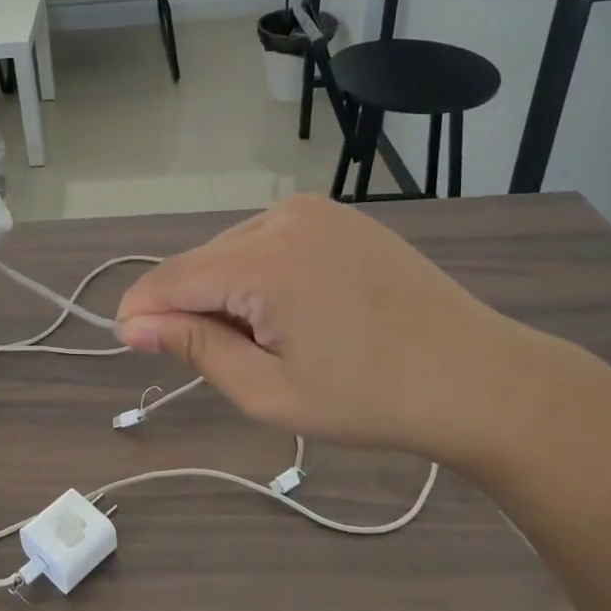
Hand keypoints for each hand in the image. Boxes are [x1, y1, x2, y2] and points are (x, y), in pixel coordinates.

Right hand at [114, 195, 562, 467]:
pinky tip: (295, 312)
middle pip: (201, 262)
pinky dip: (260, 275)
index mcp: (266, 260)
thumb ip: (194, 348)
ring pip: (233, 250)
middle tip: (233, 363)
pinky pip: (269, 241)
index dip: (142, 310)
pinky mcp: (336, 216)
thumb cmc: (371, 398)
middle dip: (194, 307)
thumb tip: (131, 325)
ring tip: (272, 341)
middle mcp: (283, 217)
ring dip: (228, 292)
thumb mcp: (269, 390)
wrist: (480, 378)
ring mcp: (314, 211)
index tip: (130, 343)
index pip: (172, 277)